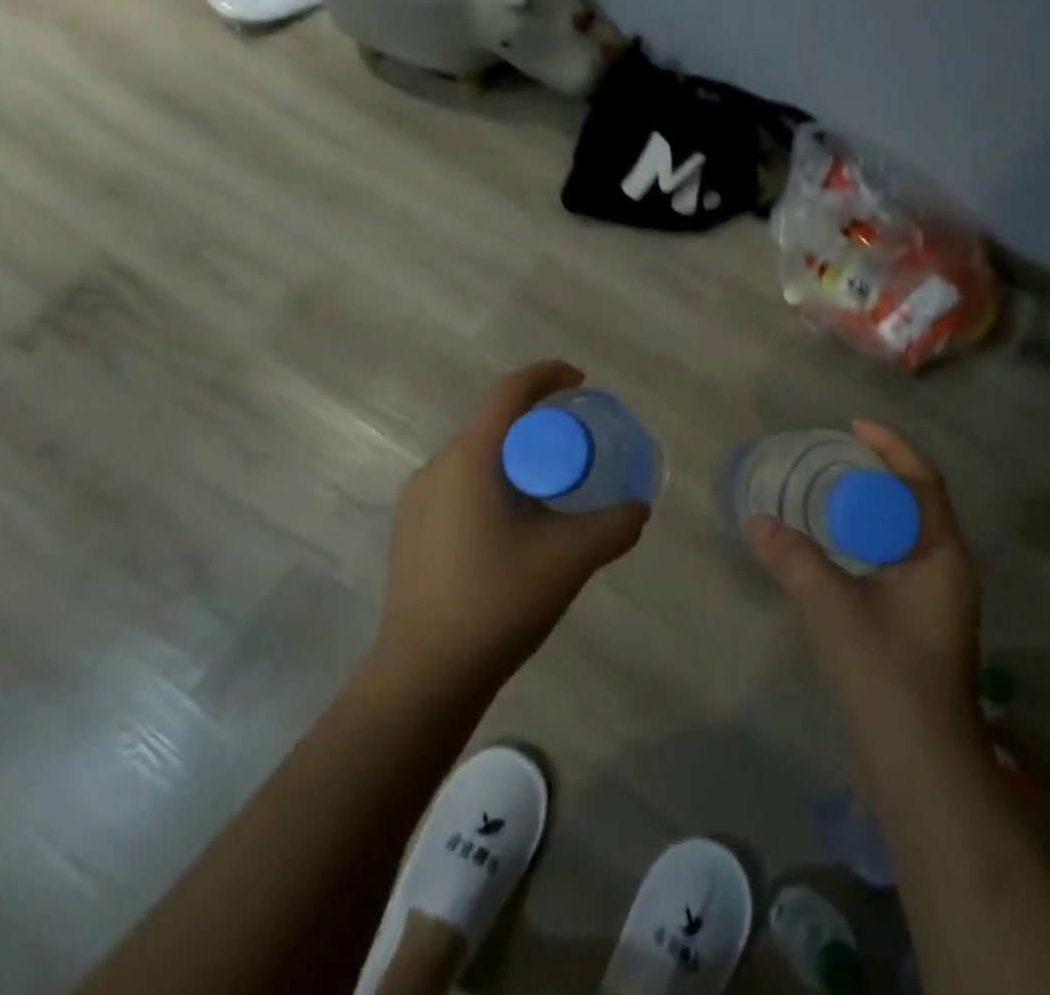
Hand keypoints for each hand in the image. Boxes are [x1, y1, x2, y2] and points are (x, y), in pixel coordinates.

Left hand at [374, 361, 649, 694]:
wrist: (424, 674)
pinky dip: (493, 486)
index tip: (581, 384)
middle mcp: (438, 466)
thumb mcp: (571, 558)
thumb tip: (639, 508)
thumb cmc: (498, 601)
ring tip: (549, 497)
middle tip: (577, 455)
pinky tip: (512, 531)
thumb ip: (615, 526)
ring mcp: (417, 500)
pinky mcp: (410, 530)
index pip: (512, 392)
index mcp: (472, 458)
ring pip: (477, 458)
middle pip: (496, 425)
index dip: (549, 375)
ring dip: (516, 461)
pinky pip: (459, 486)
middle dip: (540, 428)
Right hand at [748, 421, 979, 742]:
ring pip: (904, 538)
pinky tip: (833, 551)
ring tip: (828, 495)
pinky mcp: (919, 628)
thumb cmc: (886, 676)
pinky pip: (894, 564)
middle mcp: (947, 572)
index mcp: (943, 557)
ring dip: (871, 512)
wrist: (920, 770)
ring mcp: (936, 603)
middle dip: (878, 476)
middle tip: (832, 459)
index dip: (891, 447)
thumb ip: (793, 558)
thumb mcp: (832, 608)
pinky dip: (865, 545)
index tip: (852, 426)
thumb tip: (756, 520)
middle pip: (915, 505)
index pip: (923, 482)